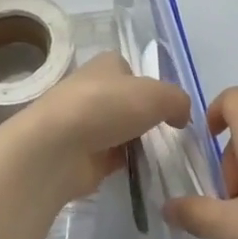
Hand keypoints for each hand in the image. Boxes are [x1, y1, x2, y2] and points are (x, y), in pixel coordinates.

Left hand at [0, 53, 192, 207]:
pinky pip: (111, 158)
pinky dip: (125, 165)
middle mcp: (92, 89)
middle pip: (127, 103)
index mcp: (106, 65)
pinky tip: (142, 173)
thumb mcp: (157, 95)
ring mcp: (83, 124)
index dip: (151, 87)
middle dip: (144, 118)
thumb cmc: (106, 107)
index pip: (132, 71)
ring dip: (135, 143)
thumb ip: (177, 101)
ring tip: (160, 157)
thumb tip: (181, 116)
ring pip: (120, 131)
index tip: (168, 108)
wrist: (56, 148)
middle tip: (169, 136)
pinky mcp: (80, 155)